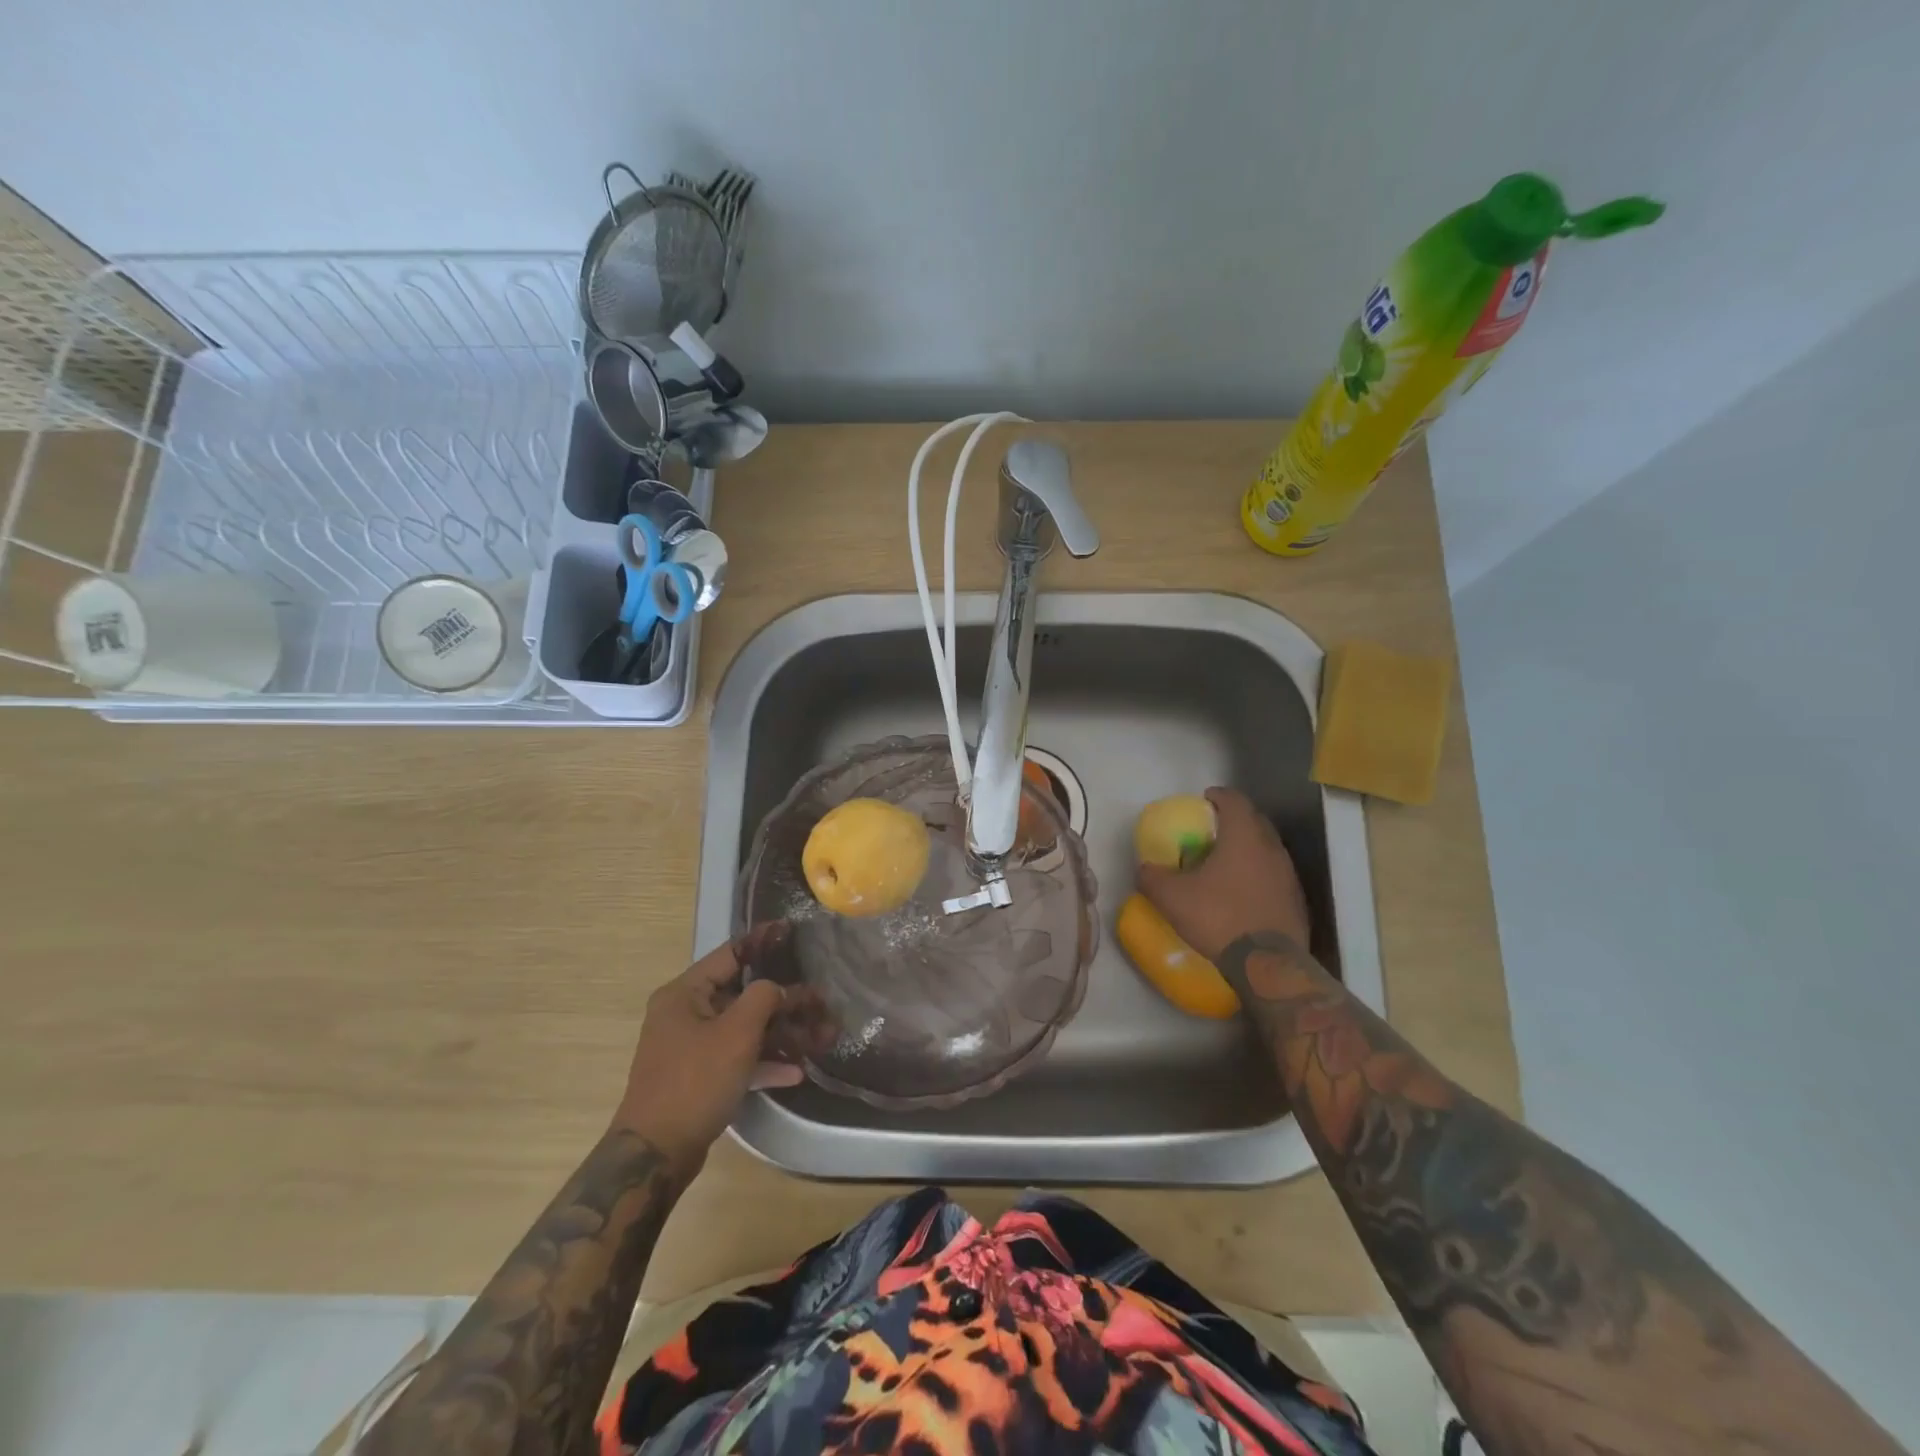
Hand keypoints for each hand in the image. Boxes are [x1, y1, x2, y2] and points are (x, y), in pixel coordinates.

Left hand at [611, 940, 803, 1179]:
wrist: (656, 1155)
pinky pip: (738, 1058)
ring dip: (781, 1033)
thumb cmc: (695, 1081)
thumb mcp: (736, 1033)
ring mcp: (692, 1047)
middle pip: (743, 994)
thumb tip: (779, 988)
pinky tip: (796, 1071)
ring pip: (745, 1028)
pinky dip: (764, 1061)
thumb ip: (764, 998)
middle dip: (784, 1000)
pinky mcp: (700, 1077)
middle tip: (820, 999)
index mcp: (685, 993)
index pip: (731, 954)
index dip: (764, 941)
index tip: (793, 931)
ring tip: (820, 1036)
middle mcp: (685, 1014)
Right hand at [1136, 787, 1310, 962]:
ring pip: (1266, 849)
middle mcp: (1271, 848)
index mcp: (1244, 836)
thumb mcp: (1171, 898)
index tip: (1204, 800)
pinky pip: (1274, 875)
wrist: (1268, 964)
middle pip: (1254, 820)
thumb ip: (1152, 877)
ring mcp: (1288, 875)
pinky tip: (1241, 893)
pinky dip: (1257, 875)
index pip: (1234, 800)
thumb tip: (1144, 869)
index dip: (1217, 796)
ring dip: (1247, 849)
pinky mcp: (1296, 900)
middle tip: (1211, 830)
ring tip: (1224, 863)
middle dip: (1233, 820)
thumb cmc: (1219, 917)